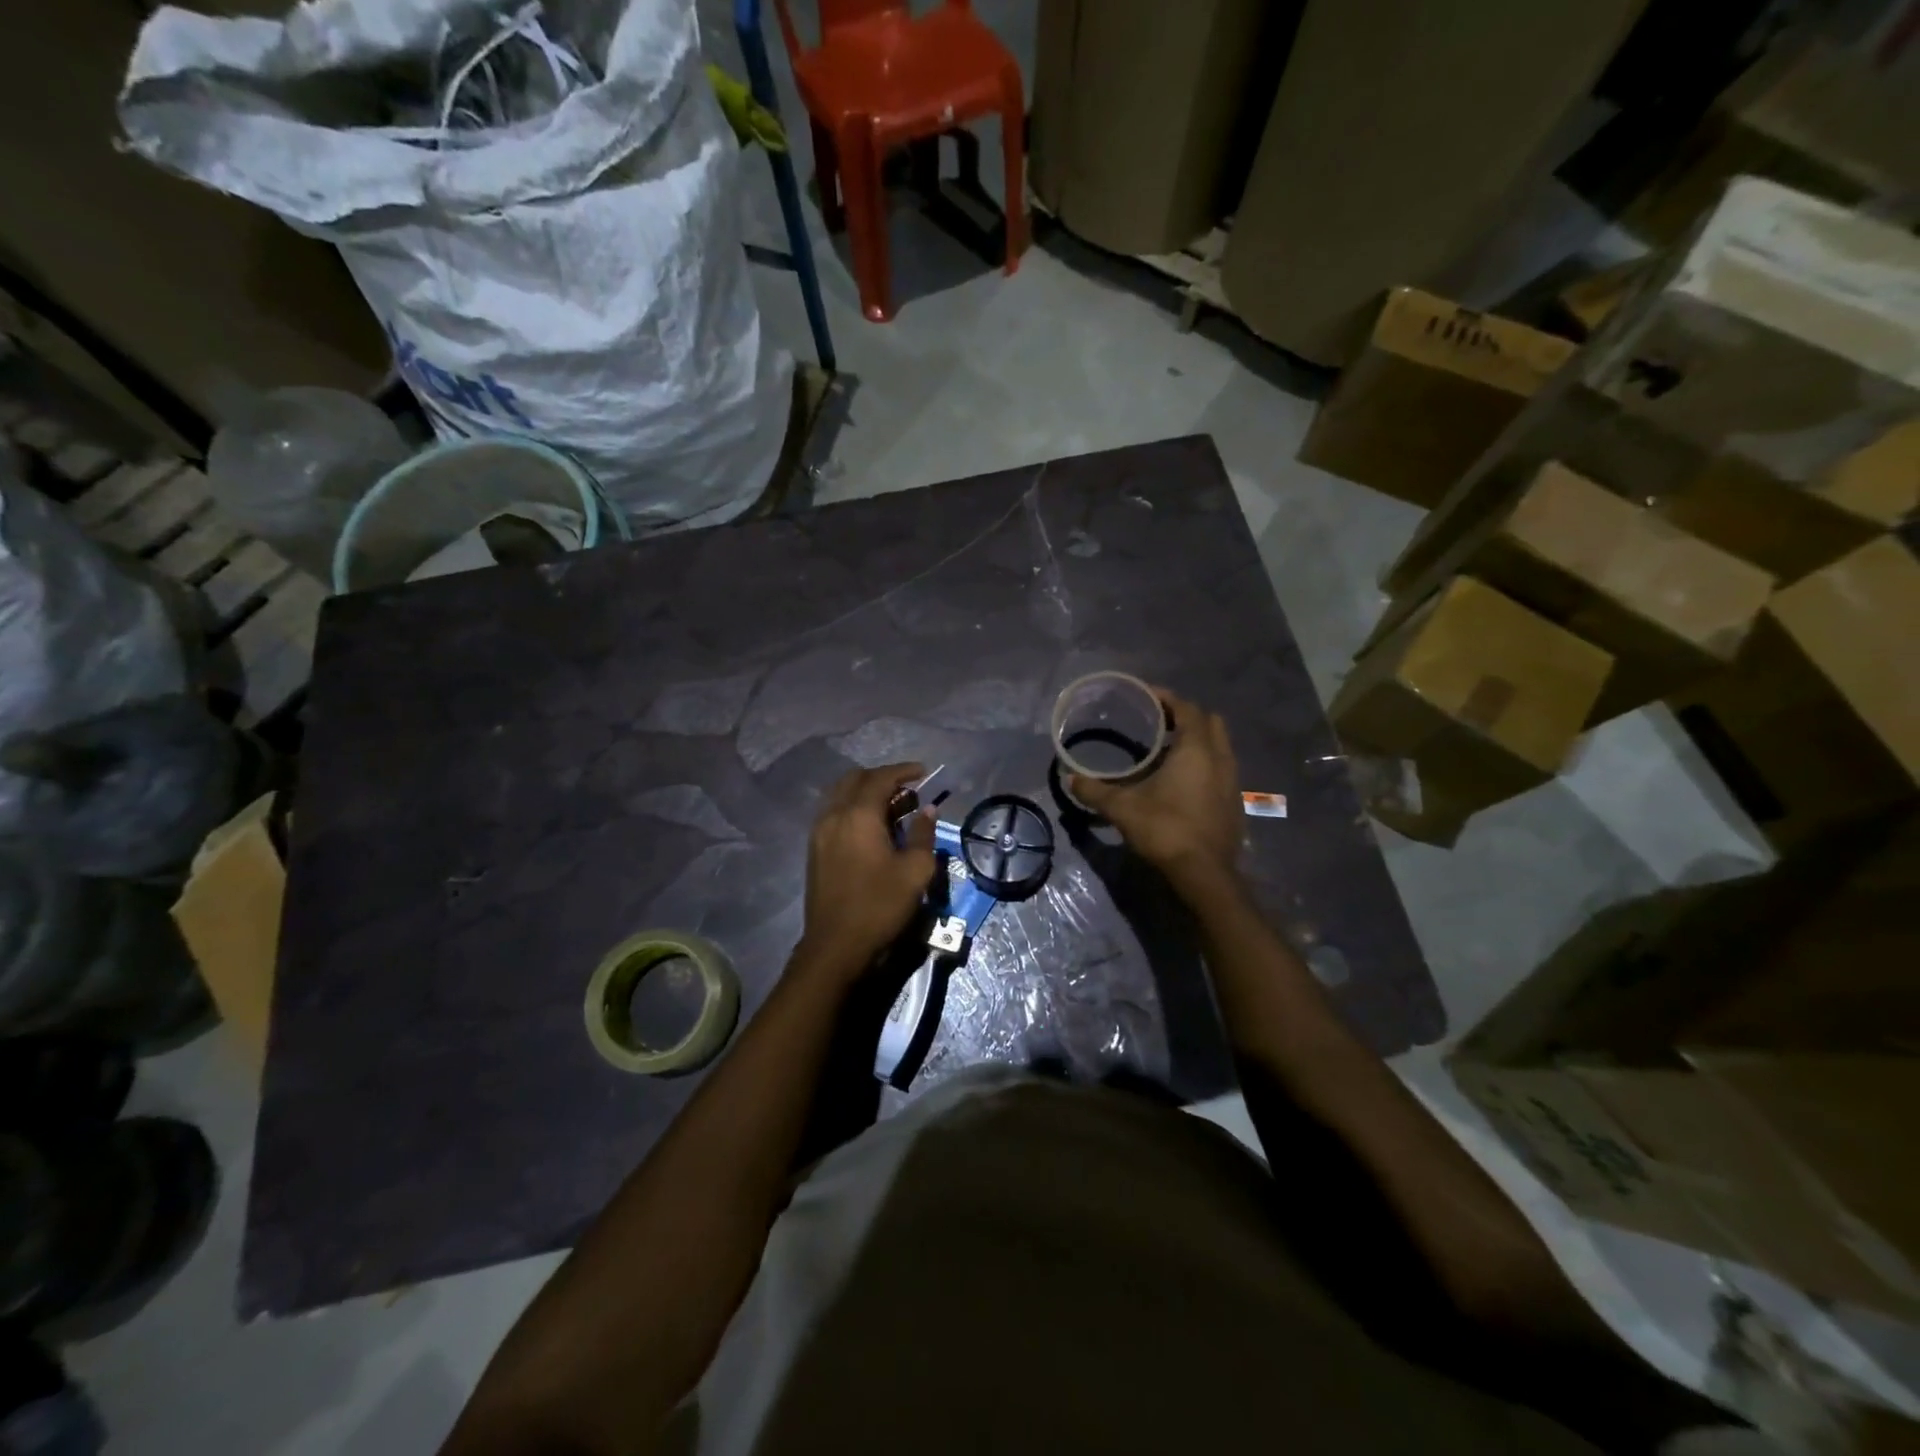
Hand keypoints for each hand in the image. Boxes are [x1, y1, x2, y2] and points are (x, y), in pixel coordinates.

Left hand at [794, 763, 936, 981]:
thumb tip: (927, 811)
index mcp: (858, 815)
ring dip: (866, 793)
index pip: (880, 778)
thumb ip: (923, 835)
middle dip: (883, 778)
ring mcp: (819, 832)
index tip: (924, 772)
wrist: (836, 946)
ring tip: (893, 808)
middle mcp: (833, 815)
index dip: (903, 771)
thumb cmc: (880, 906)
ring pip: (841, 795)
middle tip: (908, 790)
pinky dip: (854, 809)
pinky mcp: (815, 849)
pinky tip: (872, 828)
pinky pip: (834, 813)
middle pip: (855, 780)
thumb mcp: (915, 871)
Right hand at [1069, 689, 1241, 885]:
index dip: (1167, 698)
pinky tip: (1182, 781)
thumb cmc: (1165, 829)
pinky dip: (1204, 764)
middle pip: (1209, 722)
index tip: (1147, 696)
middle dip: (1186, 716)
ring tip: (1168, 749)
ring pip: (1219, 746)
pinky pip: (1221, 769)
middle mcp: (1220, 758)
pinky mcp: (1234, 802)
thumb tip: (1070, 779)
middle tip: (1159, 722)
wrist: (1205, 873)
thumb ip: (1095, 791)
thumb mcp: (1122, 808)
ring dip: (1198, 741)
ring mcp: (1232, 781)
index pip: (1187, 709)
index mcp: (1196, 750)